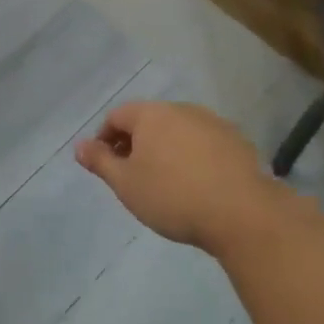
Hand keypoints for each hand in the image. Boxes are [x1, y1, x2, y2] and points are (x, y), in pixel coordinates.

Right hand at [75, 101, 296, 253]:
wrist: (243, 214)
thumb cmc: (172, 196)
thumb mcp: (125, 184)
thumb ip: (100, 161)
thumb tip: (79, 145)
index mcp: (150, 114)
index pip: (117, 116)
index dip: (104, 139)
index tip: (105, 166)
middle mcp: (182, 110)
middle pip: (148, 120)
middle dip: (135, 143)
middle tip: (131, 175)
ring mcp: (213, 124)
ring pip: (178, 131)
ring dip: (165, 150)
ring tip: (164, 182)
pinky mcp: (238, 142)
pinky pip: (203, 144)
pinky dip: (192, 157)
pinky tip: (196, 185)